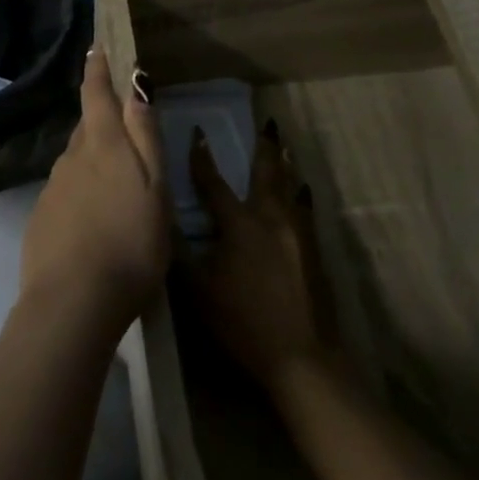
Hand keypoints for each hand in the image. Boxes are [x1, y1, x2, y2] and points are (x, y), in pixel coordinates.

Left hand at [19, 50, 170, 329]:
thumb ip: (145, 136)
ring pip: (76, 161)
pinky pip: (66, 192)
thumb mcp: (154, 188)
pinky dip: (81, 193)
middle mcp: (72, 158)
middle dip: (101, 117)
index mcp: (103, 146)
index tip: (96, 46)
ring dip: (93, 159)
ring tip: (115, 181)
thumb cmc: (130, 243)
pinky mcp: (42, 219)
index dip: (97, 68)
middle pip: (87, 127)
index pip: (96, 94)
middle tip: (121, 123)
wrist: (73, 302)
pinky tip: (94, 219)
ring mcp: (52, 189)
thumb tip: (136, 83)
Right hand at [189, 119, 334, 394]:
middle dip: (265, 146)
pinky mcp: (315, 250)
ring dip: (285, 164)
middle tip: (268, 122)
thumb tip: (163, 218)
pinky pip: (305, 209)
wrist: (302, 356)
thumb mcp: (199, 291)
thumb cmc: (244, 323)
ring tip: (284, 146)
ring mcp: (298, 233)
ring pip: (291, 187)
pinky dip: (300, 193)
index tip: (198, 132)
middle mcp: (271, 218)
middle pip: (267, 173)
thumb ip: (181, 252)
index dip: (202, 157)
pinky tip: (302, 191)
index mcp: (240, 225)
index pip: (215, 183)